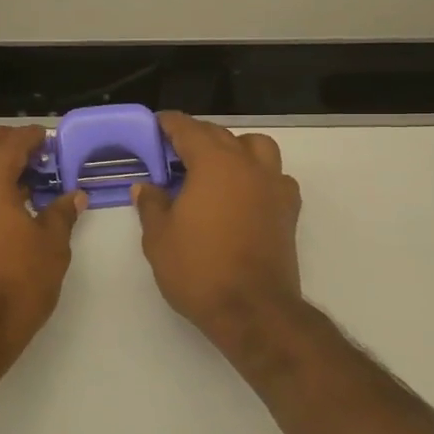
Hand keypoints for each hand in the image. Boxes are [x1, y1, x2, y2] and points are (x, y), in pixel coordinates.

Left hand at [0, 126, 86, 363]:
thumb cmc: (17, 282)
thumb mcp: (51, 247)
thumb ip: (61, 214)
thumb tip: (73, 196)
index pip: (10, 143)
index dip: (31, 137)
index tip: (48, 139)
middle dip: (0, 139)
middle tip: (28, 151)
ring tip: (18, 180)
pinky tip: (1, 206)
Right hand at [133, 112, 303, 350]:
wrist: (252, 310)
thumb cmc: (198, 269)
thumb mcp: (158, 237)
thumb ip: (151, 204)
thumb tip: (146, 187)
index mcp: (214, 164)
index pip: (188, 129)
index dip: (169, 124)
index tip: (155, 124)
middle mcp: (247, 165)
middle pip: (221, 135)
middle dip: (196, 136)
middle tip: (173, 150)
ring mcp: (273, 186)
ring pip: (256, 147)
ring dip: (234, 147)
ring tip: (213, 166)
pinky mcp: (288, 210)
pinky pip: (275, 176)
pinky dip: (258, 175)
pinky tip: (242, 194)